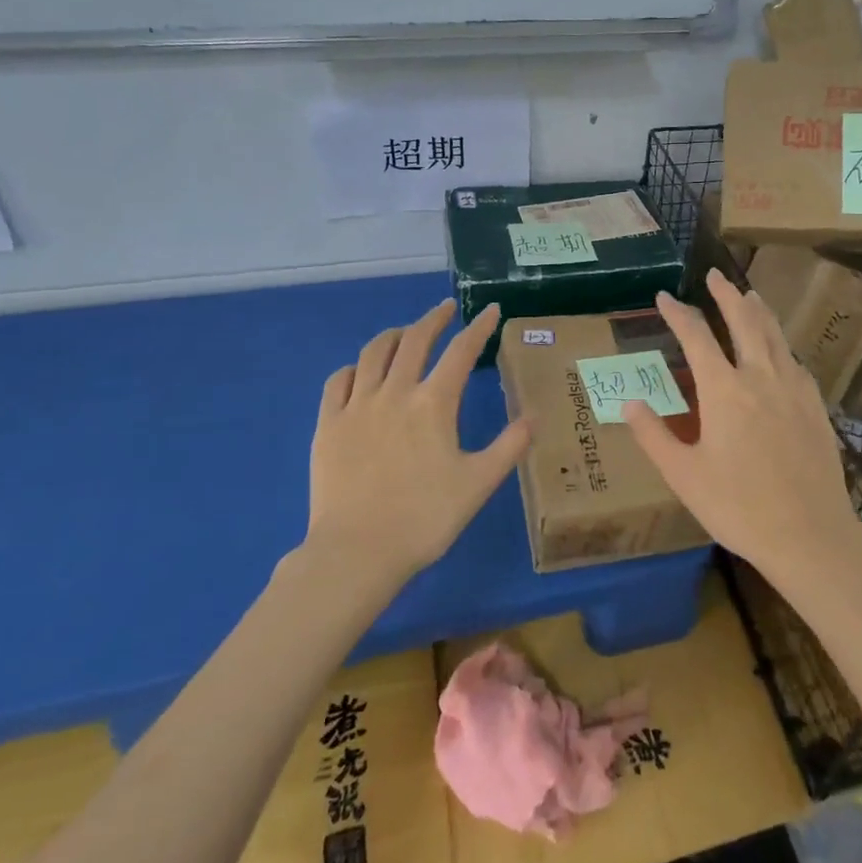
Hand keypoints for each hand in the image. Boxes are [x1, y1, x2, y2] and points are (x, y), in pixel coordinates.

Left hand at [305, 301, 530, 584]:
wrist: (357, 551)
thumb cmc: (425, 518)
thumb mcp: (479, 483)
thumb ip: (509, 447)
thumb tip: (533, 416)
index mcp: (434, 403)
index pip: (461, 351)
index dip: (479, 328)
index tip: (489, 310)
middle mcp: (394, 392)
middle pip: (415, 339)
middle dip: (434, 319)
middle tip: (446, 310)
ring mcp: (356, 406)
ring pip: (374, 352)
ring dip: (394, 335)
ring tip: (405, 333)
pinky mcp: (327, 424)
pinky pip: (338, 380)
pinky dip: (355, 367)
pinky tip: (361, 372)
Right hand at [623, 269, 860, 580]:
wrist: (809, 534)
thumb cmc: (738, 506)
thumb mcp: (684, 475)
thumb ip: (653, 435)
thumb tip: (629, 402)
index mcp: (724, 390)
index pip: (696, 337)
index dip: (678, 313)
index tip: (664, 296)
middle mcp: (760, 377)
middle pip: (744, 322)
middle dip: (726, 296)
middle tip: (715, 276)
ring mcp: (793, 389)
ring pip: (775, 336)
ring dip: (759, 311)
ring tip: (749, 294)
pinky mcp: (815, 407)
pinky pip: (795, 362)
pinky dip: (782, 344)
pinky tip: (781, 349)